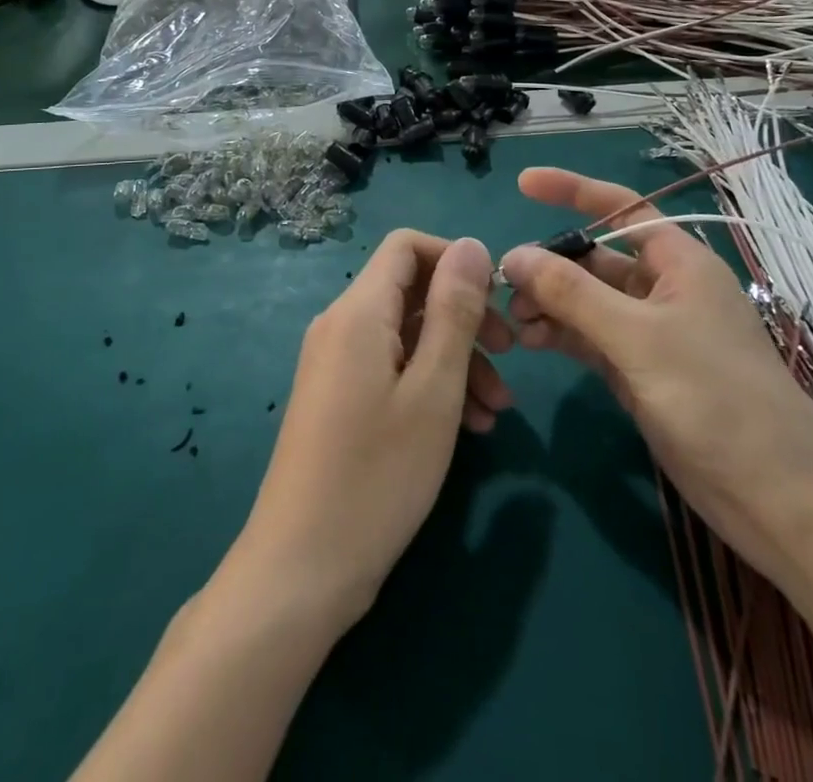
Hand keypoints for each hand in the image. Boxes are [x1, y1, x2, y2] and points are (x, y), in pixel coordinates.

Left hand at [228, 232, 512, 626]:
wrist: (301, 568)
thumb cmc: (377, 475)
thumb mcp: (433, 390)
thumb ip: (455, 311)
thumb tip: (470, 244)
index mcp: (359, 311)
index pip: (407, 246)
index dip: (455, 260)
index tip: (497, 300)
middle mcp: (342, 326)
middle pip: (412, 291)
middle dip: (466, 316)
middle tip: (512, 356)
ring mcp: (337, 364)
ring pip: (408, 335)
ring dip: (457, 359)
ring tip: (498, 410)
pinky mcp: (340, 398)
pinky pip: (392, 368)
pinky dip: (431, 384)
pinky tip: (468, 426)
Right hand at [501, 169, 812, 587]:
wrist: (779, 500)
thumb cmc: (717, 399)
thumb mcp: (639, 338)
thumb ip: (573, 294)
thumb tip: (514, 255)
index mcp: (679, 263)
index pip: (620, 208)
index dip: (572, 190)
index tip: (522, 184)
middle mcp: (664, 290)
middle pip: (596, 258)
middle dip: (551, 265)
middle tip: (504, 285)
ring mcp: (652, 334)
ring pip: (588, 301)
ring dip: (550, 304)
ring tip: (512, 322)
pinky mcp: (641, 373)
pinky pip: (591, 338)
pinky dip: (561, 335)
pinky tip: (530, 342)